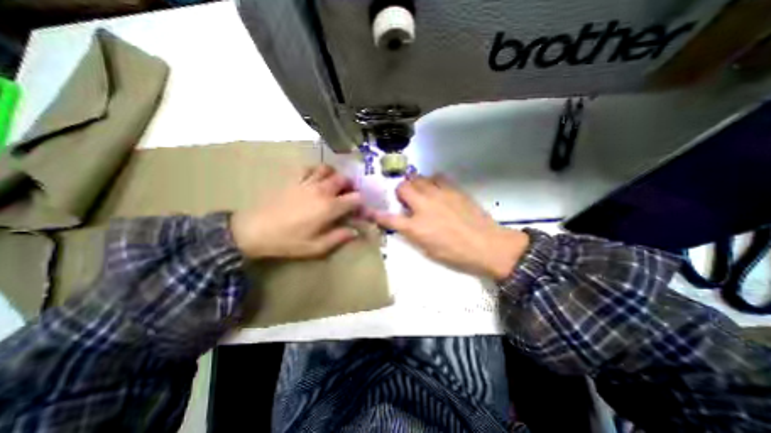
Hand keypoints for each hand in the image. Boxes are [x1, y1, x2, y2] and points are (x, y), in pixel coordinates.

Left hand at [230, 164, 363, 260]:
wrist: (254, 230)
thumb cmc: (288, 241)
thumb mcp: (316, 247)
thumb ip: (339, 238)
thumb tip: (355, 231)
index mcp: (329, 207)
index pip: (355, 198)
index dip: (360, 203)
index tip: (358, 210)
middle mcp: (322, 190)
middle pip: (344, 179)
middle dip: (350, 186)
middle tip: (348, 196)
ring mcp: (307, 182)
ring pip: (328, 169)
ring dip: (335, 175)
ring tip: (333, 185)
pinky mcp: (293, 179)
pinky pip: (309, 167)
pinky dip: (317, 170)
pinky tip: (316, 179)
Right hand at [369, 175, 531, 278]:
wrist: (487, 245)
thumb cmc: (456, 254)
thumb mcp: (428, 250)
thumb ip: (413, 233)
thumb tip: (405, 222)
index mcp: (415, 227)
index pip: (388, 218)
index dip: (377, 214)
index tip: (370, 211)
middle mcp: (423, 207)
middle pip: (402, 188)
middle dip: (400, 192)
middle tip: (405, 199)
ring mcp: (438, 195)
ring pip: (418, 178)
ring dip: (415, 184)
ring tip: (421, 192)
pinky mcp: (453, 189)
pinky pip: (437, 177)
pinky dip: (432, 181)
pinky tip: (437, 189)